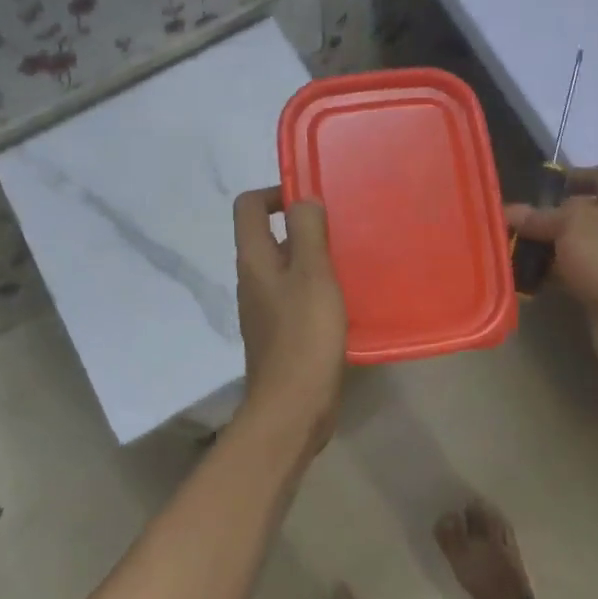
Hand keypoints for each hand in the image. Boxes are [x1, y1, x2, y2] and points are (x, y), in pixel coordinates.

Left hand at [233, 187, 347, 440]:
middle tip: (341, 230)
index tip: (311, 200)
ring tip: (349, 261)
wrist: (293, 406)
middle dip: (302, 226)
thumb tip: (303, 200)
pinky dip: (316, 287)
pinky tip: (344, 298)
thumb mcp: (312, 273)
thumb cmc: (304, 334)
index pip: (248, 206)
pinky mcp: (280, 332)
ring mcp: (264, 308)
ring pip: (285, 267)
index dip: (275, 192)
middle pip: (268, 236)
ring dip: (313, 258)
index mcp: (254, 259)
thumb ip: (307, 231)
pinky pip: (295, 295)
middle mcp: (252, 279)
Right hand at [506, 165, 597, 377]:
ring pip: (574, 243)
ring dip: (547, 246)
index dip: (571, 176)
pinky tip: (525, 275)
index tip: (537, 187)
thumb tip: (510, 210)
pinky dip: (552, 272)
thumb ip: (538, 216)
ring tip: (511, 247)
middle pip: (582, 210)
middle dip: (549, 215)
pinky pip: (574, 271)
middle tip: (514, 220)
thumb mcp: (568, 224)